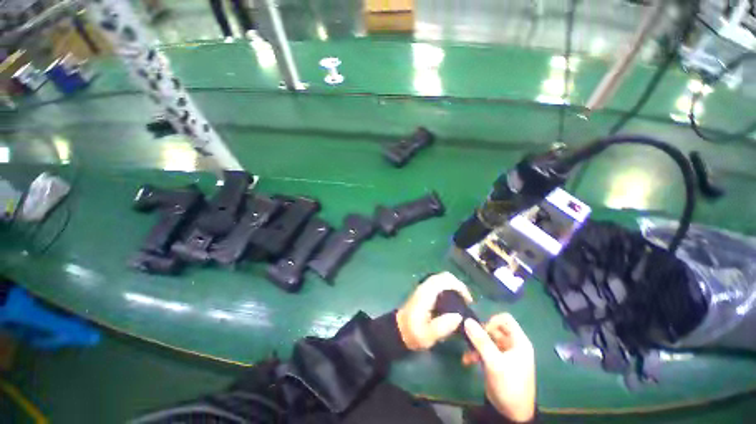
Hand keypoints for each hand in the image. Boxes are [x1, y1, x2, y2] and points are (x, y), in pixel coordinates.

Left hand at [396, 272, 472, 350]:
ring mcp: (424, 288)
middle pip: (444, 276)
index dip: (459, 286)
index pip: (444, 280)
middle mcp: (425, 287)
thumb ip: (443, 326)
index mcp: (426, 294)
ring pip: (442, 279)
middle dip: (458, 285)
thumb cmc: (413, 333)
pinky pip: (439, 284)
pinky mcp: (424, 292)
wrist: (399, 330)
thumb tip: (459, 316)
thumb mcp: (428, 335)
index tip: (468, 300)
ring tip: (463, 301)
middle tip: (467, 300)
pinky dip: (449, 288)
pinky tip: (453, 302)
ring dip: (454, 286)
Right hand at [463, 314, 535, 422]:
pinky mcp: (495, 362)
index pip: (505, 319)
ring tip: (468, 354)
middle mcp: (512, 345)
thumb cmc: (509, 385)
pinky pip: (484, 350)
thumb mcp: (495, 362)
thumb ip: (481, 341)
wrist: (512, 414)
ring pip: (486, 339)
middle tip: (470, 340)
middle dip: (480, 334)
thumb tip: (467, 320)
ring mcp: (503, 353)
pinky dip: (475, 354)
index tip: (482, 329)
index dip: (492, 320)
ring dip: (475, 345)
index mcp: (518, 342)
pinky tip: (467, 361)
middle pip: (493, 328)